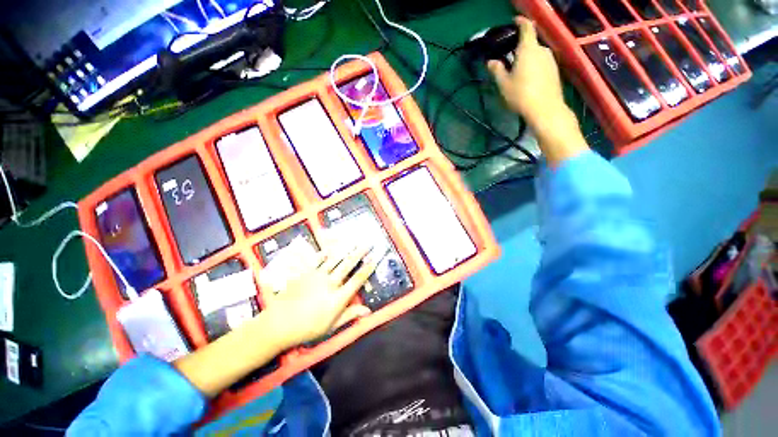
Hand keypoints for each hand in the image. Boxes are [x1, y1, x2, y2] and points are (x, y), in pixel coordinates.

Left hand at [261, 244, 376, 349]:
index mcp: (337, 298)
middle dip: (360, 252)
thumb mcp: (331, 327)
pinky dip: (325, 252)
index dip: (368, 268)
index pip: (357, 280)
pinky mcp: (305, 273)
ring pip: (335, 258)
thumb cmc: (307, 328)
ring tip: (355, 241)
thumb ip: (350, 315)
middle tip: (369, 243)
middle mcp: (330, 283)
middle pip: (348, 264)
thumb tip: (368, 311)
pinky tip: (331, 248)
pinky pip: (317, 259)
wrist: (278, 325)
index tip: (375, 259)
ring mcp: (316, 276)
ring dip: (346, 249)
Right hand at [488, 16, 587, 166]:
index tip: (514, 22)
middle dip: (520, 46)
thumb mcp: (504, 84)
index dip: (520, 22)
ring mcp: (550, 60)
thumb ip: (497, 70)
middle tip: (509, 57)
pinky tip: (528, 78)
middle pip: (531, 42)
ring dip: (527, 57)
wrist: (545, 109)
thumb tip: (491, 62)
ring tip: (518, 70)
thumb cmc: (521, 95)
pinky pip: (542, 62)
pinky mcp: (554, 70)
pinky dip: (534, 65)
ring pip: (536, 53)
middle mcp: (541, 49)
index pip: (526, 27)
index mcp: (528, 49)